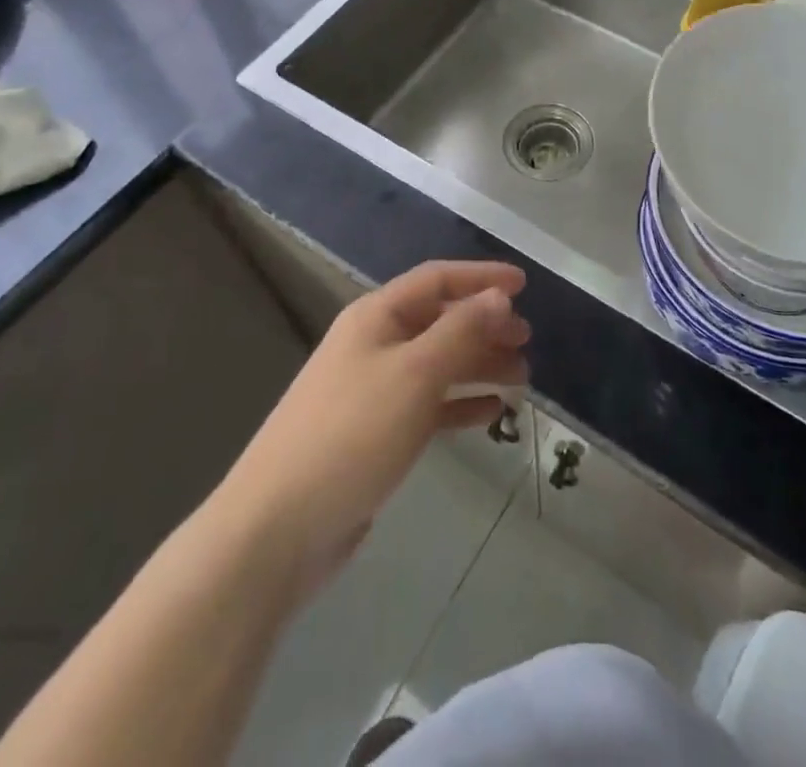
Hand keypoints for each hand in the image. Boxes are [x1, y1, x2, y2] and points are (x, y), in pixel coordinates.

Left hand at [221, 261, 528, 598]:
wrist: (277, 529)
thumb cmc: (352, 434)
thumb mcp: (415, 373)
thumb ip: (461, 331)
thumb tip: (499, 296)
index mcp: (377, 316)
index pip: (437, 280)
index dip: (481, 277)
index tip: (525, 284)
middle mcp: (375, 344)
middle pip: (440, 320)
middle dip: (485, 325)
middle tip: (527, 340)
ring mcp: (374, 391)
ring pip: (438, 363)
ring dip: (479, 364)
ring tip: (522, 378)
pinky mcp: (377, 434)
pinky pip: (429, 405)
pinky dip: (461, 403)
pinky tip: (492, 413)